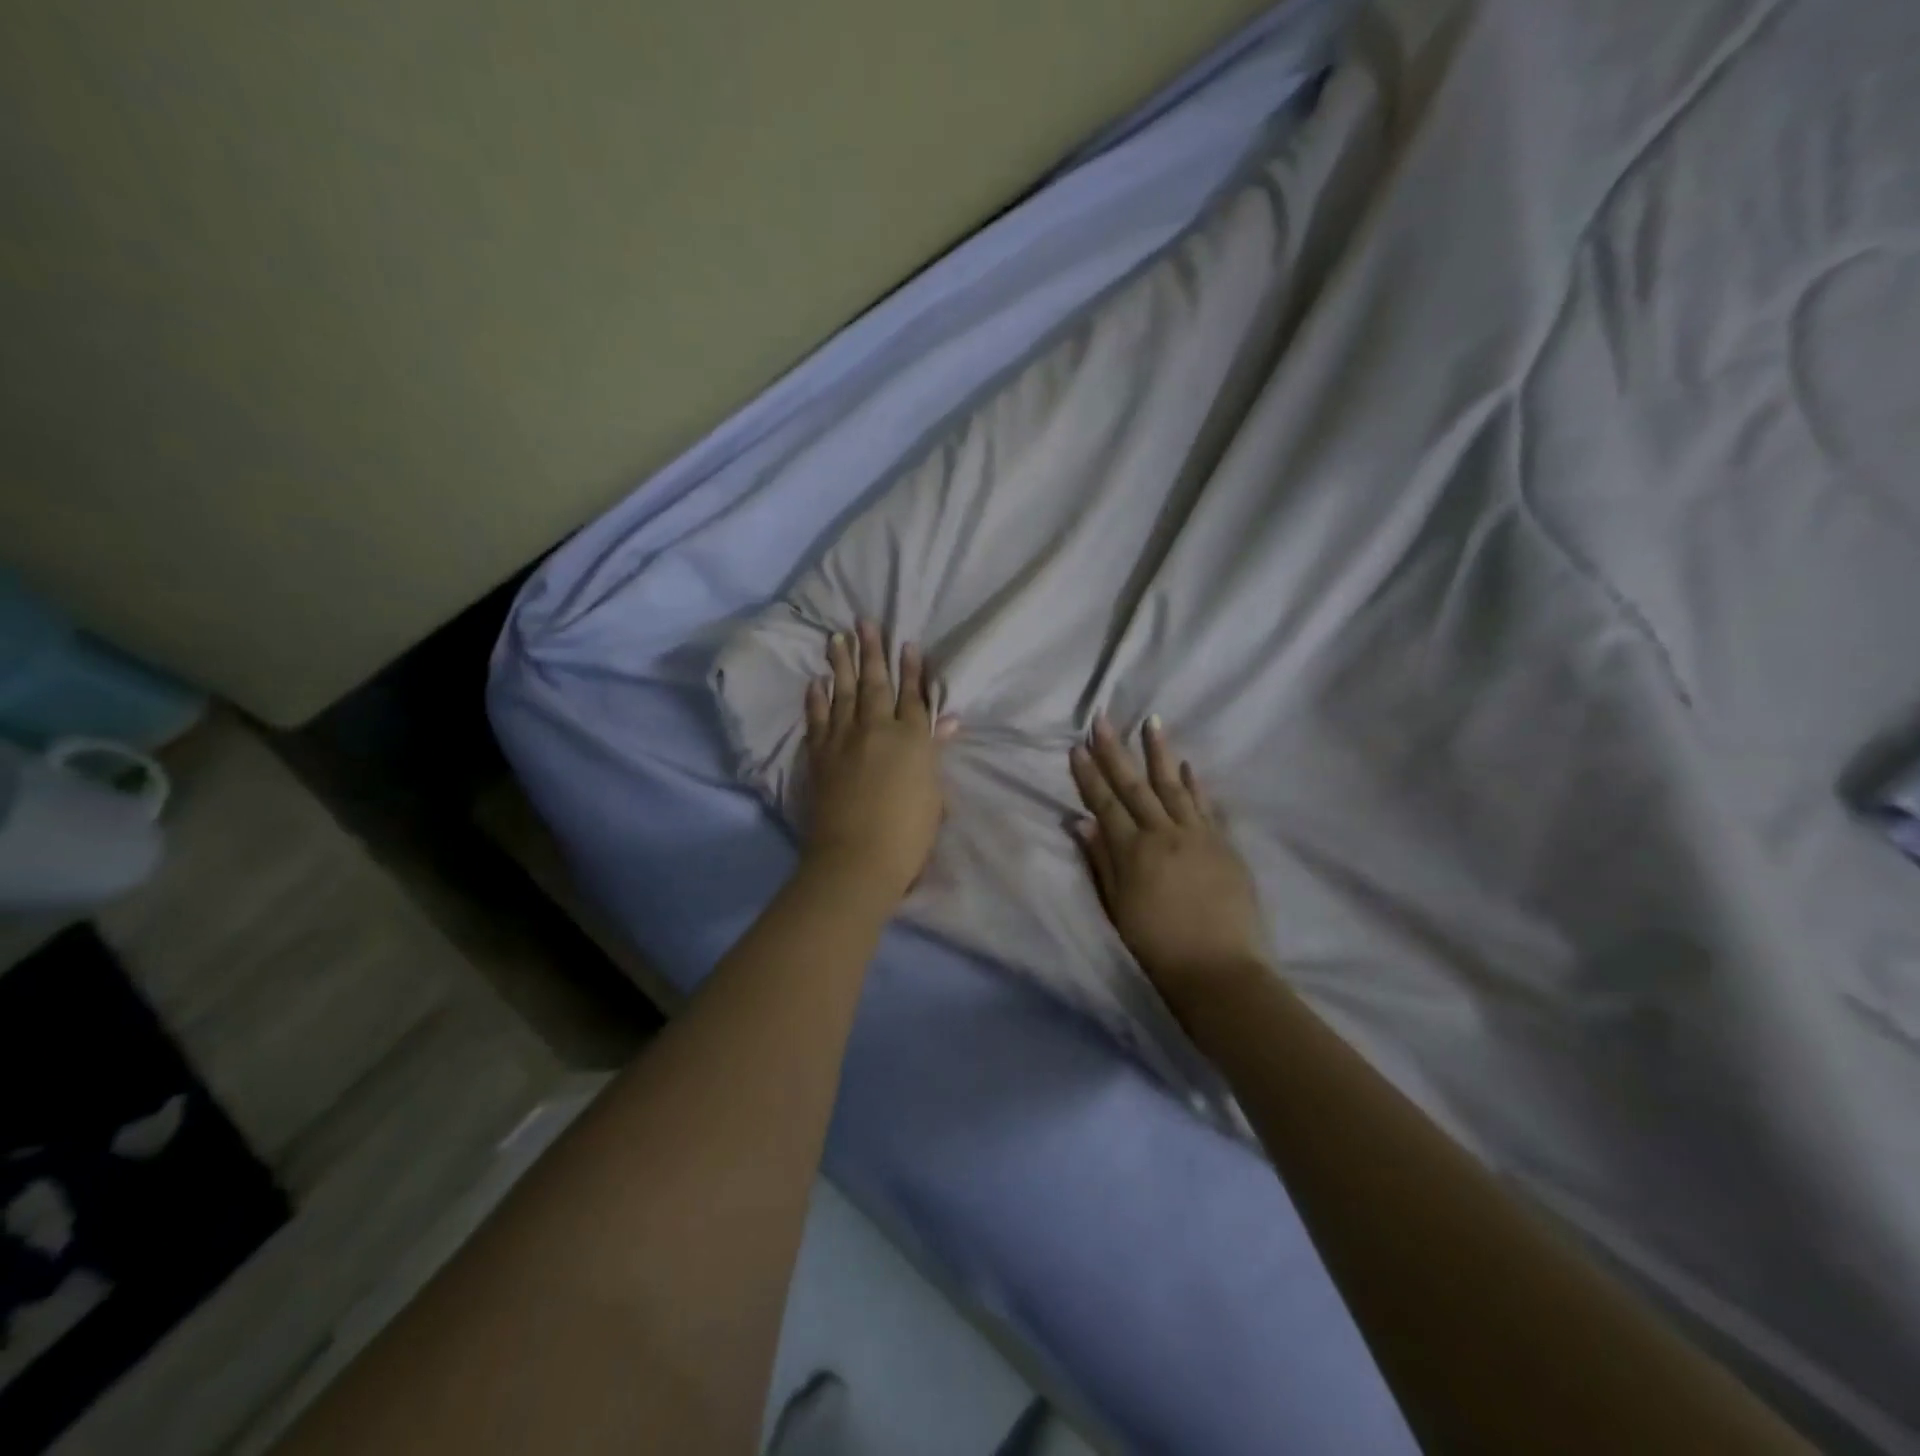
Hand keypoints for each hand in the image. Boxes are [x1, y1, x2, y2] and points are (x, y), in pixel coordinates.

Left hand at [802, 621, 956, 902]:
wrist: (857, 859)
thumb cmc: (908, 834)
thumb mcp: (933, 795)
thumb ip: (934, 753)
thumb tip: (947, 722)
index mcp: (912, 740)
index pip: (914, 697)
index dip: (912, 670)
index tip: (907, 643)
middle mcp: (877, 730)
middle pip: (875, 684)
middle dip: (872, 651)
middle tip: (865, 622)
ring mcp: (844, 740)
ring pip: (842, 692)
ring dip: (840, 663)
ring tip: (836, 638)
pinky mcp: (820, 756)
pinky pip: (817, 719)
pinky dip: (816, 699)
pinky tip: (815, 682)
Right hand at [1069, 715, 1268, 1011]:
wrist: (1220, 972)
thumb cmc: (1157, 948)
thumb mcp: (1117, 909)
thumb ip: (1101, 862)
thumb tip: (1082, 823)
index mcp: (1133, 852)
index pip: (1105, 804)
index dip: (1089, 776)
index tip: (1077, 747)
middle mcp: (1164, 834)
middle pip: (1135, 786)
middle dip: (1115, 751)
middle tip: (1102, 720)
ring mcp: (1198, 836)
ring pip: (1173, 785)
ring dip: (1160, 752)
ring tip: (1151, 721)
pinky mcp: (1224, 845)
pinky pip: (1206, 806)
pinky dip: (1195, 784)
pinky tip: (1187, 766)